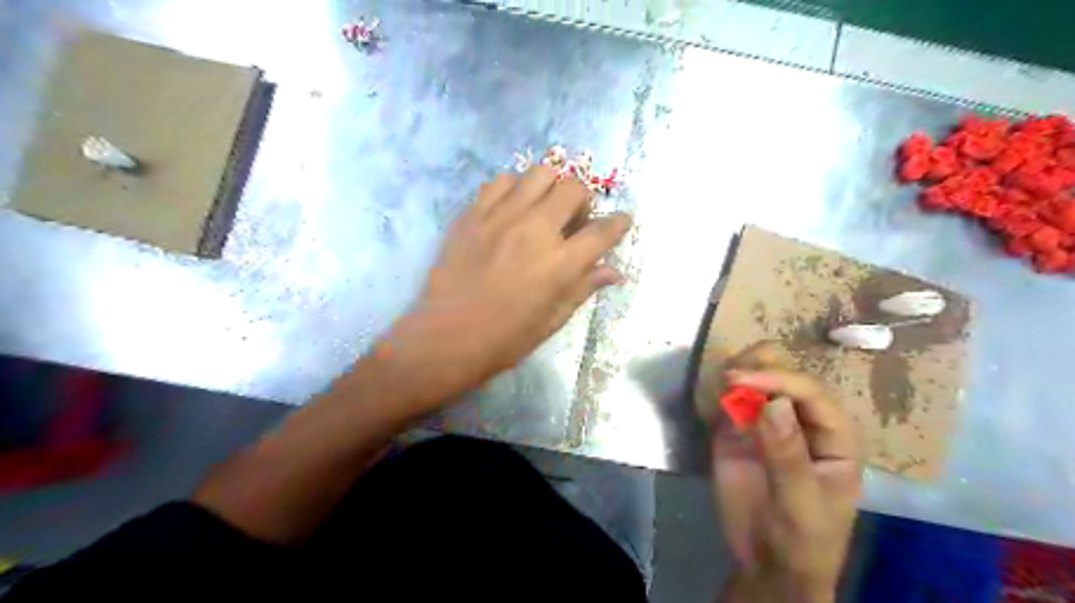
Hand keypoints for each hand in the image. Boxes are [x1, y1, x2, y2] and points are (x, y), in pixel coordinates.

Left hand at [382, 167, 632, 407]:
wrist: (447, 336)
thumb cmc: (505, 338)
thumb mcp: (552, 319)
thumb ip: (583, 287)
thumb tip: (613, 271)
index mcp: (560, 263)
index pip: (602, 231)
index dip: (618, 224)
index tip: (621, 221)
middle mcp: (535, 229)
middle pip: (574, 188)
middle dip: (582, 201)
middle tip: (572, 220)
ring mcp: (501, 216)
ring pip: (539, 173)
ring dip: (549, 187)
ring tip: (541, 208)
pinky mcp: (473, 213)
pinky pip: (500, 181)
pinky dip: (513, 189)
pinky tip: (510, 209)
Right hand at [713, 344, 862, 601]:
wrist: (768, 564)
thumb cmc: (801, 541)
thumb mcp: (799, 505)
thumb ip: (788, 456)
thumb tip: (774, 403)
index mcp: (834, 435)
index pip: (810, 392)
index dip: (777, 379)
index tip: (737, 379)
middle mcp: (803, 420)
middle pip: (785, 374)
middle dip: (758, 366)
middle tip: (728, 376)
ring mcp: (769, 422)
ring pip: (757, 378)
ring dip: (738, 372)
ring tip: (720, 384)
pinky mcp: (739, 429)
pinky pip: (731, 399)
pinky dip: (720, 391)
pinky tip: (712, 398)